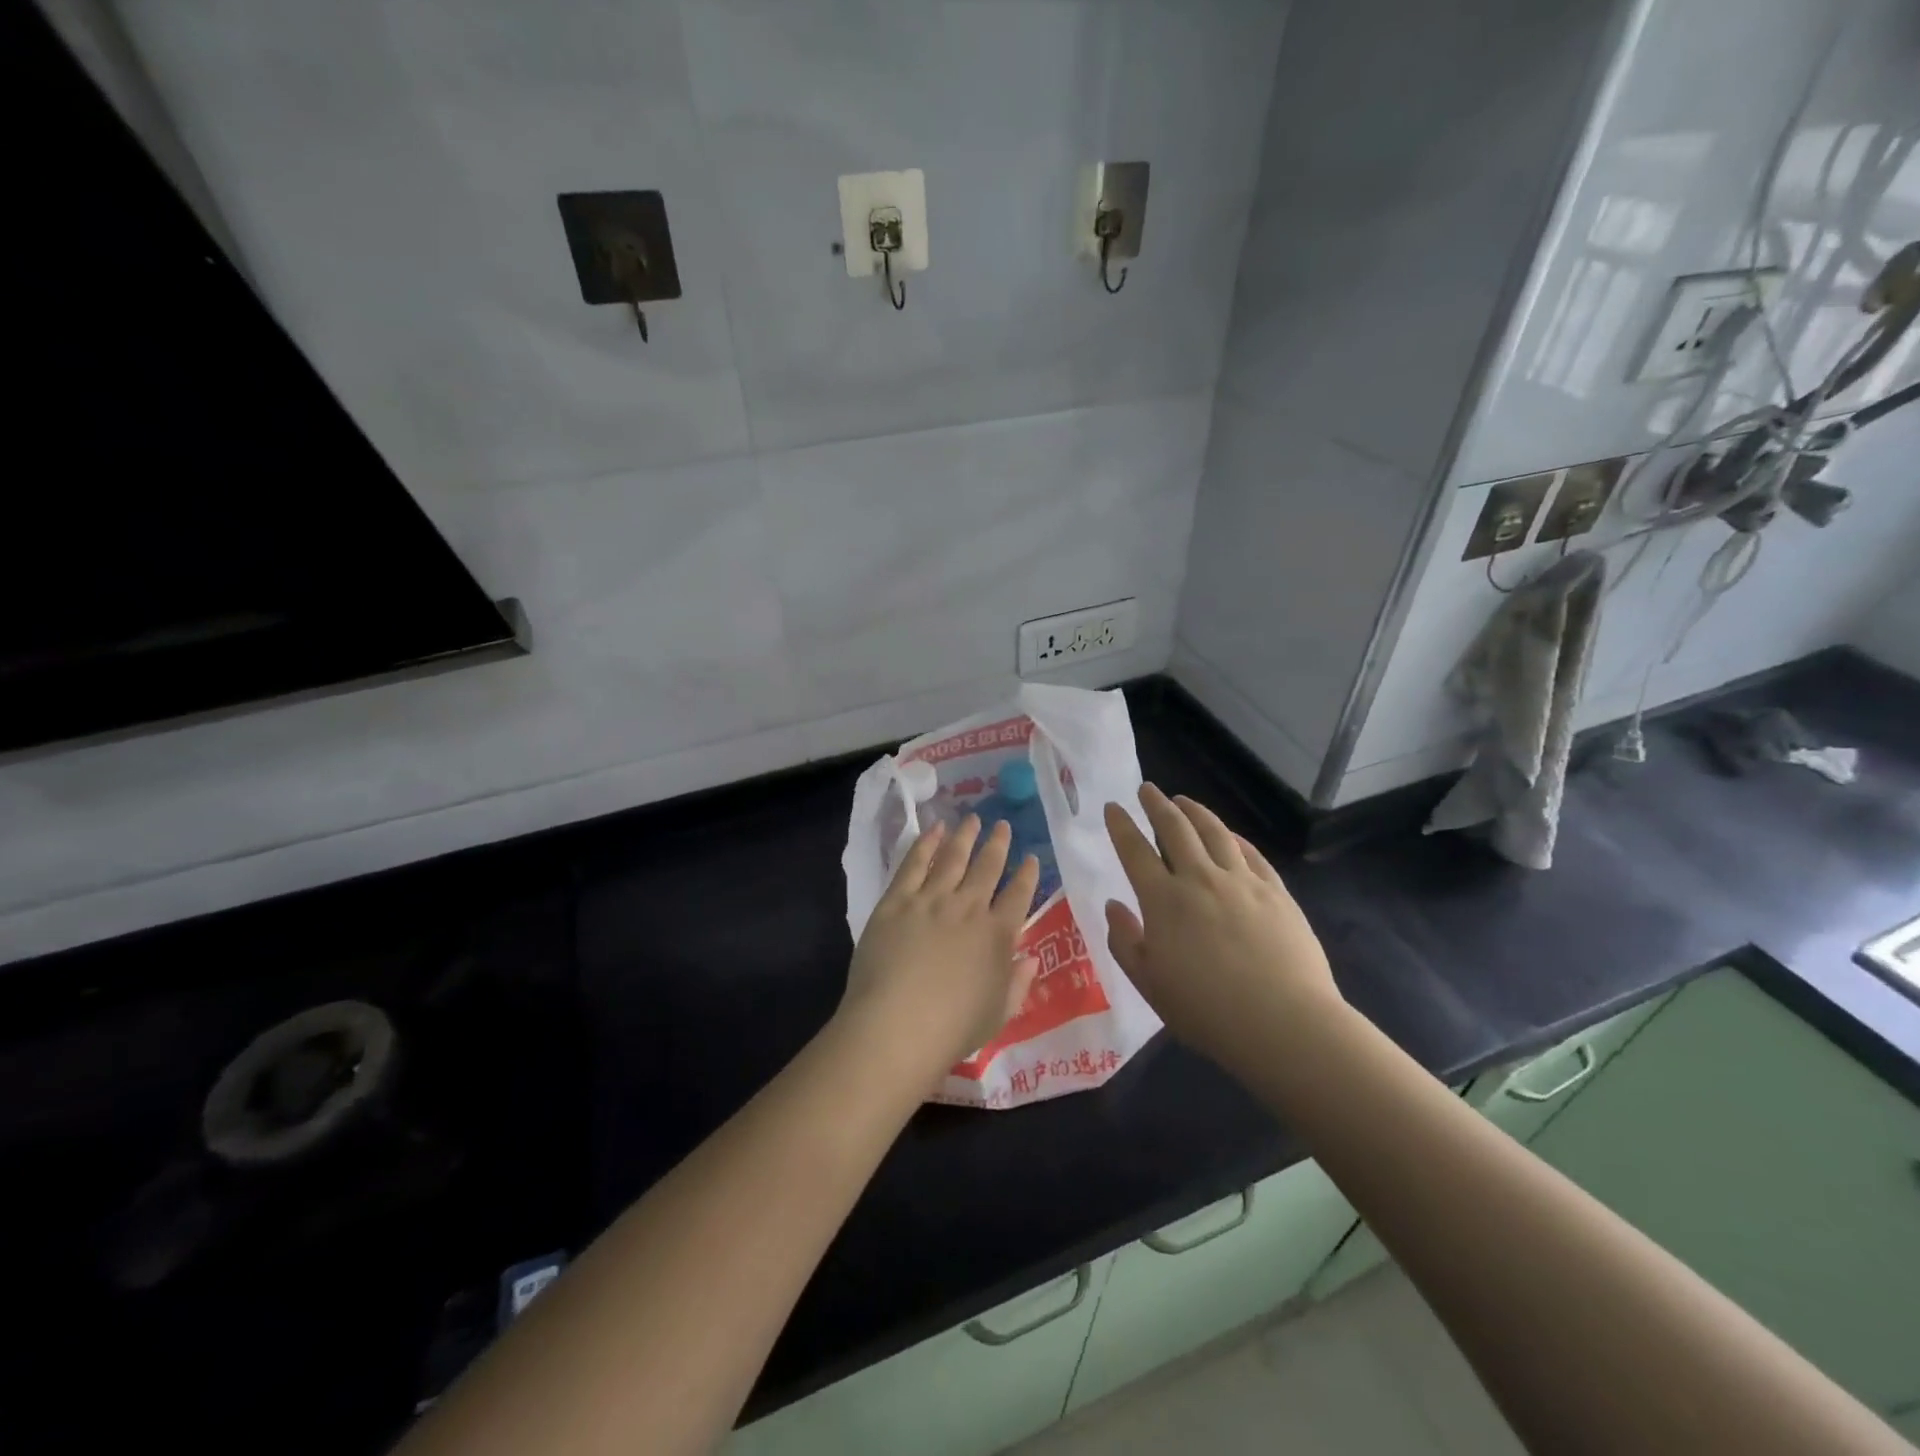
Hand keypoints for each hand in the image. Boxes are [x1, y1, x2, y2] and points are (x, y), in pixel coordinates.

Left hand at [838, 816, 1040, 1084]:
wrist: (898, 1025)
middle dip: (998, 844)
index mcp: (997, 935)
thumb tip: (1030, 958)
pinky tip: (934, 829)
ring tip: (972, 818)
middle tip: (1003, 825)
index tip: (1031, 858)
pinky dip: (926, 843)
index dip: (1027, 875)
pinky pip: (914, 863)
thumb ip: (1018, 983)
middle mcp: (968, 908)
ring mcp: (931, 900)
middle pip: (987, 868)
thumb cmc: (953, 1029)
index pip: (1018, 896)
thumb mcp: (1000, 1014)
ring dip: (965, 836)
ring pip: (953, 858)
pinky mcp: (897, 900)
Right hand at [1103, 785, 1344, 1081]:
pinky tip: (1229, 834)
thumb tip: (1114, 905)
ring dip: (1195, 811)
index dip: (1121, 826)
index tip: (1113, 806)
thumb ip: (1125, 942)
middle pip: (1175, 829)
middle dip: (1156, 804)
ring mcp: (1241, 882)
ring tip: (1184, 800)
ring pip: (1214, 832)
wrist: (1283, 1024)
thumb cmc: (1206, 1011)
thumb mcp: (1149, 984)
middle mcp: (1200, 879)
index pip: (1135, 851)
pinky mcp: (1276, 892)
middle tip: (1147, 789)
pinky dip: (1234, 838)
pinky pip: (1251, 854)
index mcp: (1163, 901)